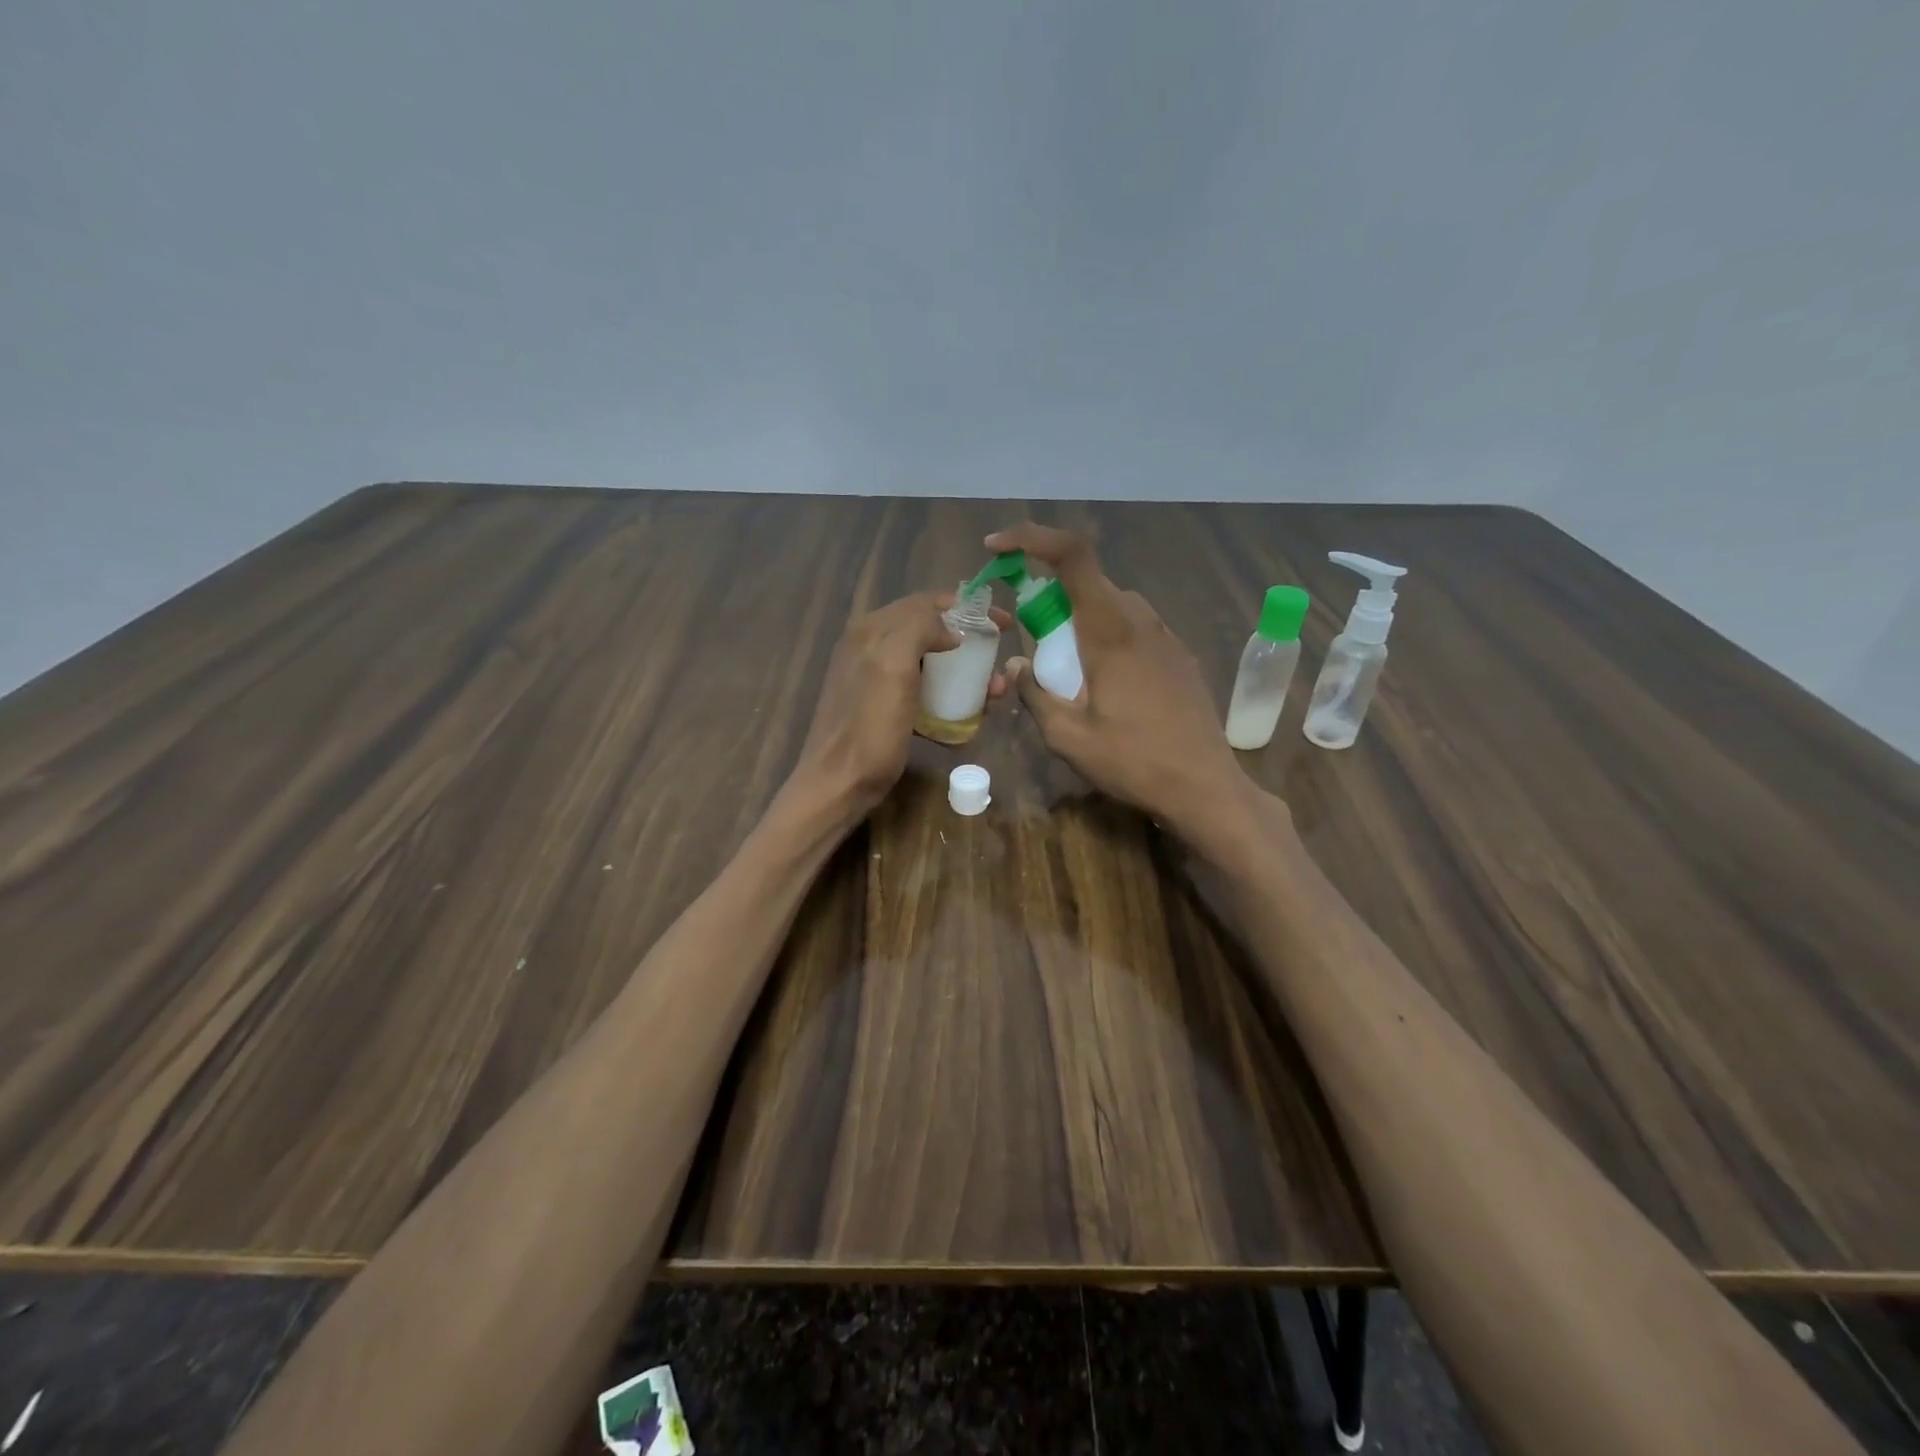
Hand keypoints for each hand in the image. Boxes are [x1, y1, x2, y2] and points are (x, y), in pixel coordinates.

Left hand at [791, 591, 1011, 820]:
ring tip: (993, 693)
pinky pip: (922, 689)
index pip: (926, 602)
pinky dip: (947, 695)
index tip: (1004, 625)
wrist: (839, 784)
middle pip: (930, 631)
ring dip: (964, 672)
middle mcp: (870, 646)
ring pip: (929, 662)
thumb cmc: (869, 728)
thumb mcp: (892, 667)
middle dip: (970, 643)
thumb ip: (918, 630)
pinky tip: (966, 714)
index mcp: (871, 630)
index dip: (967, 608)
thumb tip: (951, 631)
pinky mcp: (882, 706)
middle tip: (999, 662)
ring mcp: (875, 677)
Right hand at [988, 523, 1249, 845]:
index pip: (1073, 555)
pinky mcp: (1179, 655)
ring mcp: (1166, 636)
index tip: (998, 548)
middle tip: (1030, 637)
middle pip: (1088, 582)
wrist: (1206, 786)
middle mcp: (1141, 620)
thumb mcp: (1068, 738)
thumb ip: (1035, 695)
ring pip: (1112, 605)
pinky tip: (1104, 683)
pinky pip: (1133, 627)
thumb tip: (1018, 666)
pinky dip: (1106, 636)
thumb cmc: (1134, 762)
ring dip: (1079, 619)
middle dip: (1050, 595)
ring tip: (1067, 668)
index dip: (1032, 538)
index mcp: (1110, 630)